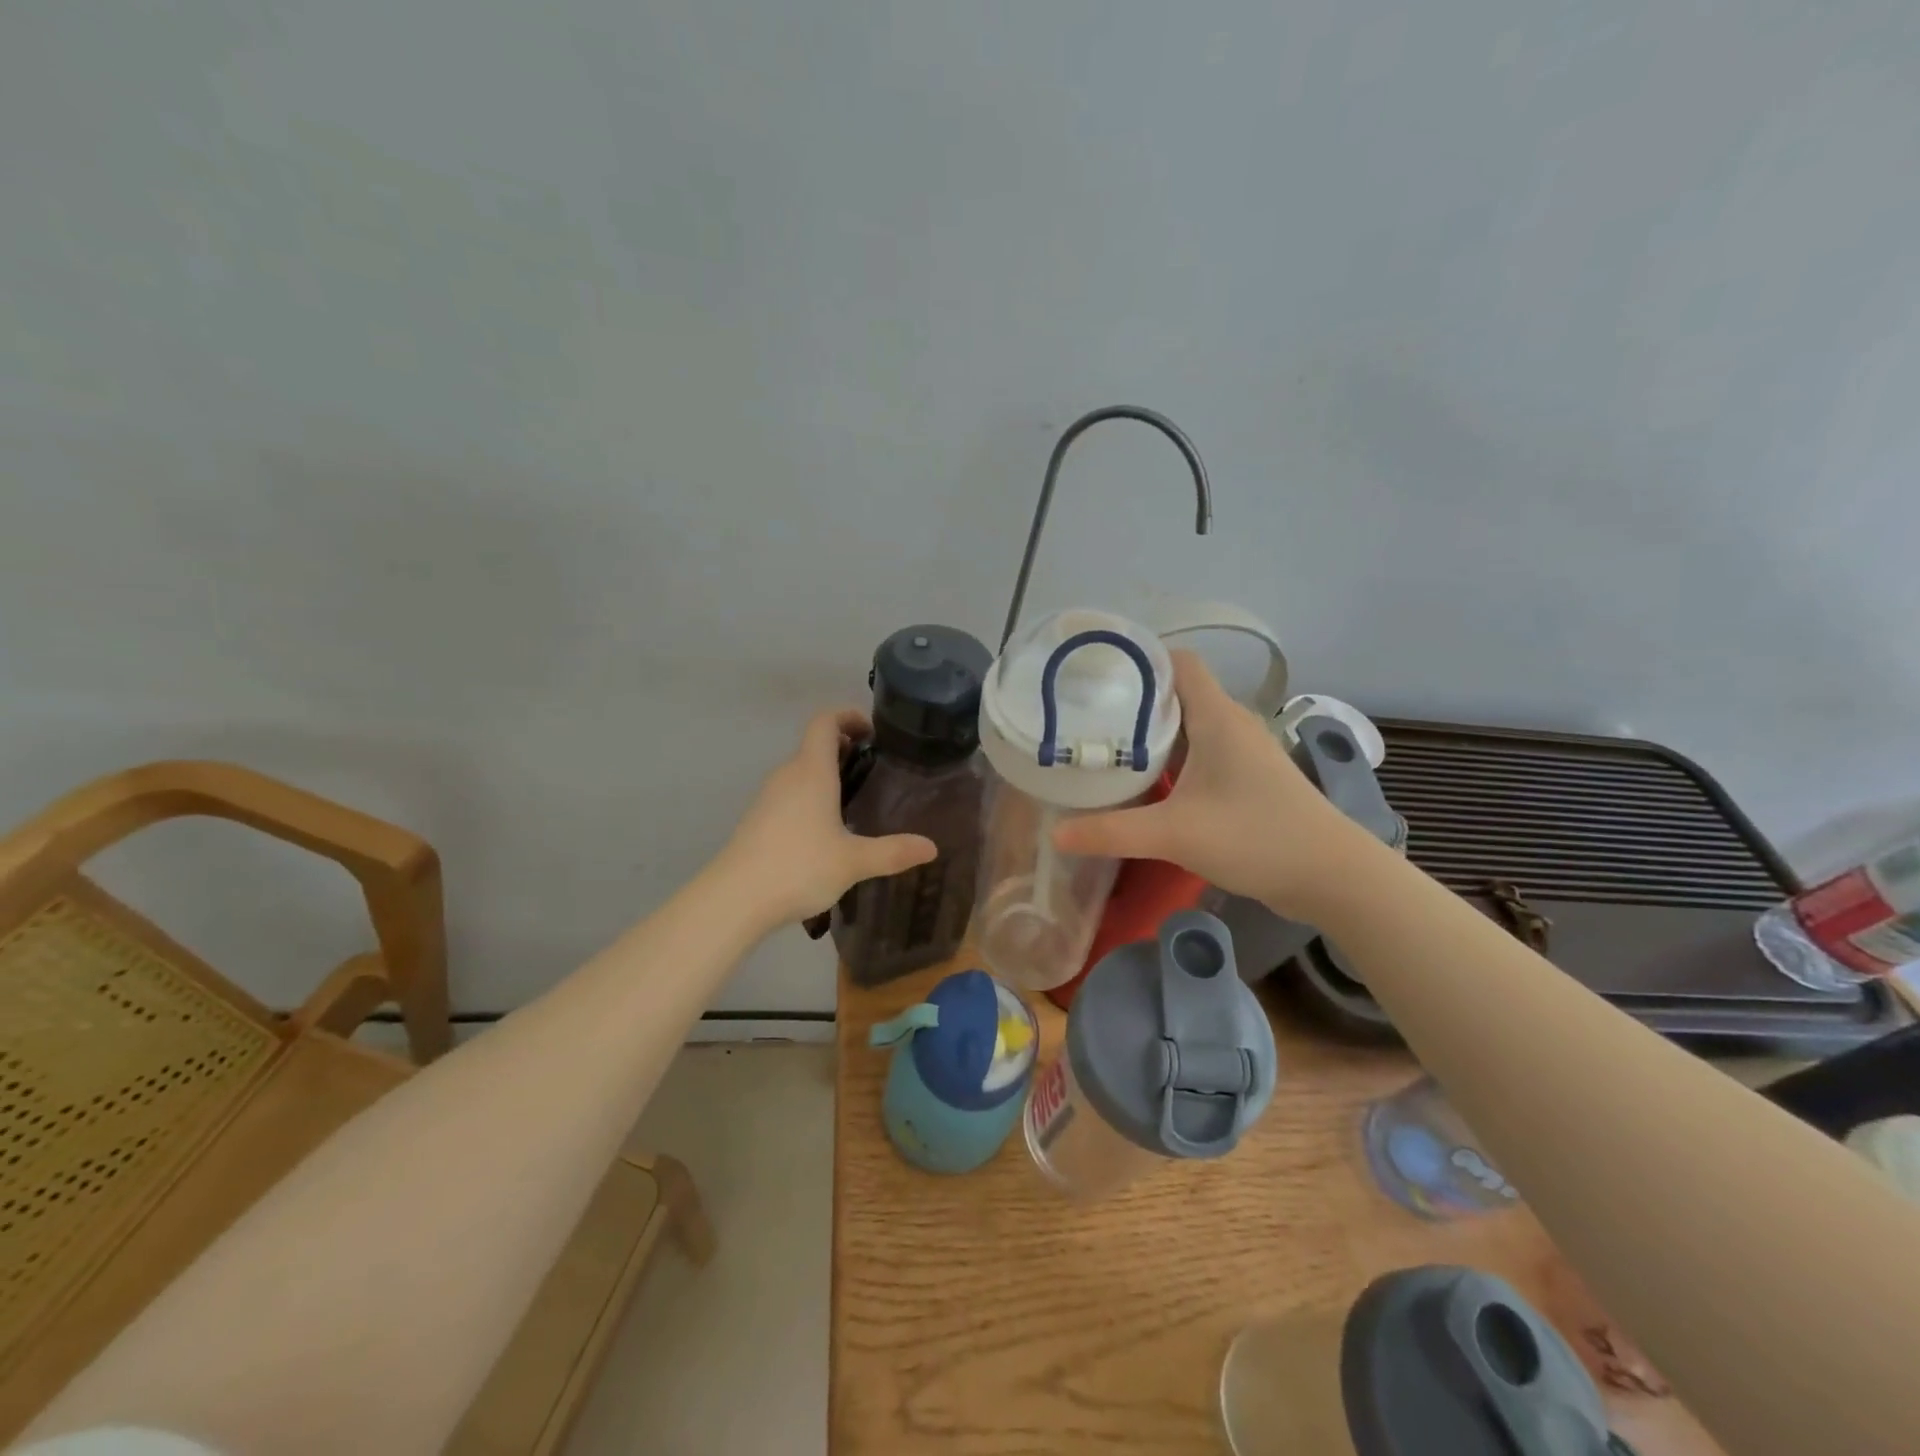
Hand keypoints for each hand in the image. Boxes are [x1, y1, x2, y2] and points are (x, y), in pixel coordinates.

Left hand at [722, 709, 937, 926]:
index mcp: (811, 772)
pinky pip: (790, 794)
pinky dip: (811, 797)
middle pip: (814, 745)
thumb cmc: (798, 867)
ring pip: (801, 771)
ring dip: (827, 775)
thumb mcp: (853, 861)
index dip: (848, 717)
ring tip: (856, 801)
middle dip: (845, 749)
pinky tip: (826, 830)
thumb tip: (932, 847)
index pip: (825, 722)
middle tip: (876, 771)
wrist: (734, 899)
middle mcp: (788, 775)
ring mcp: (768, 797)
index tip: (872, 733)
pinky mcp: (758, 820)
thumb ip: (893, 852)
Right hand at [1052, 652, 1369, 917]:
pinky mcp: (1246, 780)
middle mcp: (1230, 725)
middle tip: (1084, 714)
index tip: (1096, 674)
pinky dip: (1168, 760)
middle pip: (1176, 694)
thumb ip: (1112, 832)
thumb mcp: (1175, 834)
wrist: (1332, 877)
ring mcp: (1241, 753)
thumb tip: (1055, 834)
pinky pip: (1198, 755)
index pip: (1178, 662)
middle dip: (1132, 701)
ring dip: (1150, 734)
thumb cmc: (1257, 837)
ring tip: (1102, 745)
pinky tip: (1142, 783)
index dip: (1140, 660)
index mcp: (1217, 717)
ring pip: (1186, 727)